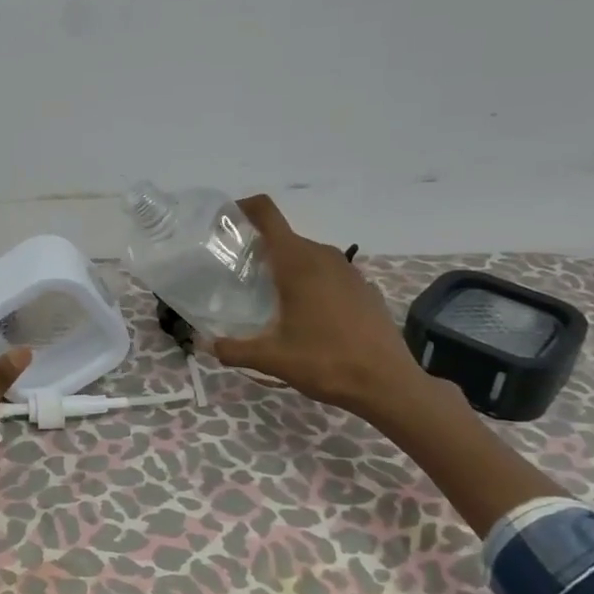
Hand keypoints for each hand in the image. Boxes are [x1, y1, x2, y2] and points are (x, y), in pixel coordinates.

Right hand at [212, 195, 439, 425]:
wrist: (387, 384)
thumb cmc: (326, 363)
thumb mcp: (272, 359)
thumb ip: (233, 349)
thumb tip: (206, 344)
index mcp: (298, 263)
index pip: (268, 214)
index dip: (245, 208)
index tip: (226, 222)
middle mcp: (324, 257)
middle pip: (285, 237)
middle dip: (260, 248)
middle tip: (239, 274)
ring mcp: (349, 271)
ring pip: (308, 255)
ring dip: (287, 266)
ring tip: (269, 295)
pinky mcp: (364, 288)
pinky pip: (329, 273)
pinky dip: (312, 282)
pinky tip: (307, 314)